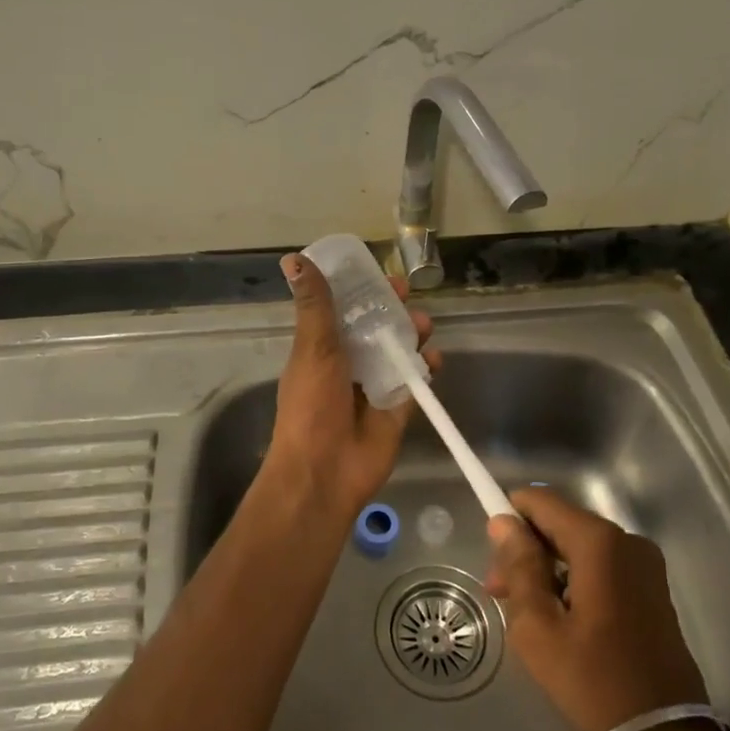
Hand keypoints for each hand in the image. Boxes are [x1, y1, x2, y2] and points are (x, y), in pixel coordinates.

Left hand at [260, 251, 439, 524]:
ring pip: (399, 351)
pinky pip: (415, 382)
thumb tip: (295, 258)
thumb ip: (315, 305)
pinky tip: (434, 360)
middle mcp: (348, 364)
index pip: (345, 310)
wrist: (325, 472)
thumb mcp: (313, 348)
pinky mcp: (397, 409)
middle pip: (376, 328)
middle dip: (394, 310)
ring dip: (413, 335)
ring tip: (425, 326)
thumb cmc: (312, 406)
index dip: (362, 291)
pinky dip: (426, 369)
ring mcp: (374, 387)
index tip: (379, 275)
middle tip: (408, 296)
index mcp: (323, 348)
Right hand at [485, 486, 708, 730]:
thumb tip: (503, 523)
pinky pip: (601, 566)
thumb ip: (519, 565)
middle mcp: (627, 541)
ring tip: (525, 613)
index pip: (541, 502)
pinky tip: (559, 618)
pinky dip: (574, 580)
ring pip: (579, 546)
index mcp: (599, 542)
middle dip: (526, 550)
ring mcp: (645, 565)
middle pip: (560, 523)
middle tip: (500, 595)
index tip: (492, 556)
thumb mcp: (538, 626)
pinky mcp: (652, 589)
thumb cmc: (592, 681)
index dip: (510, 518)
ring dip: (548, 568)